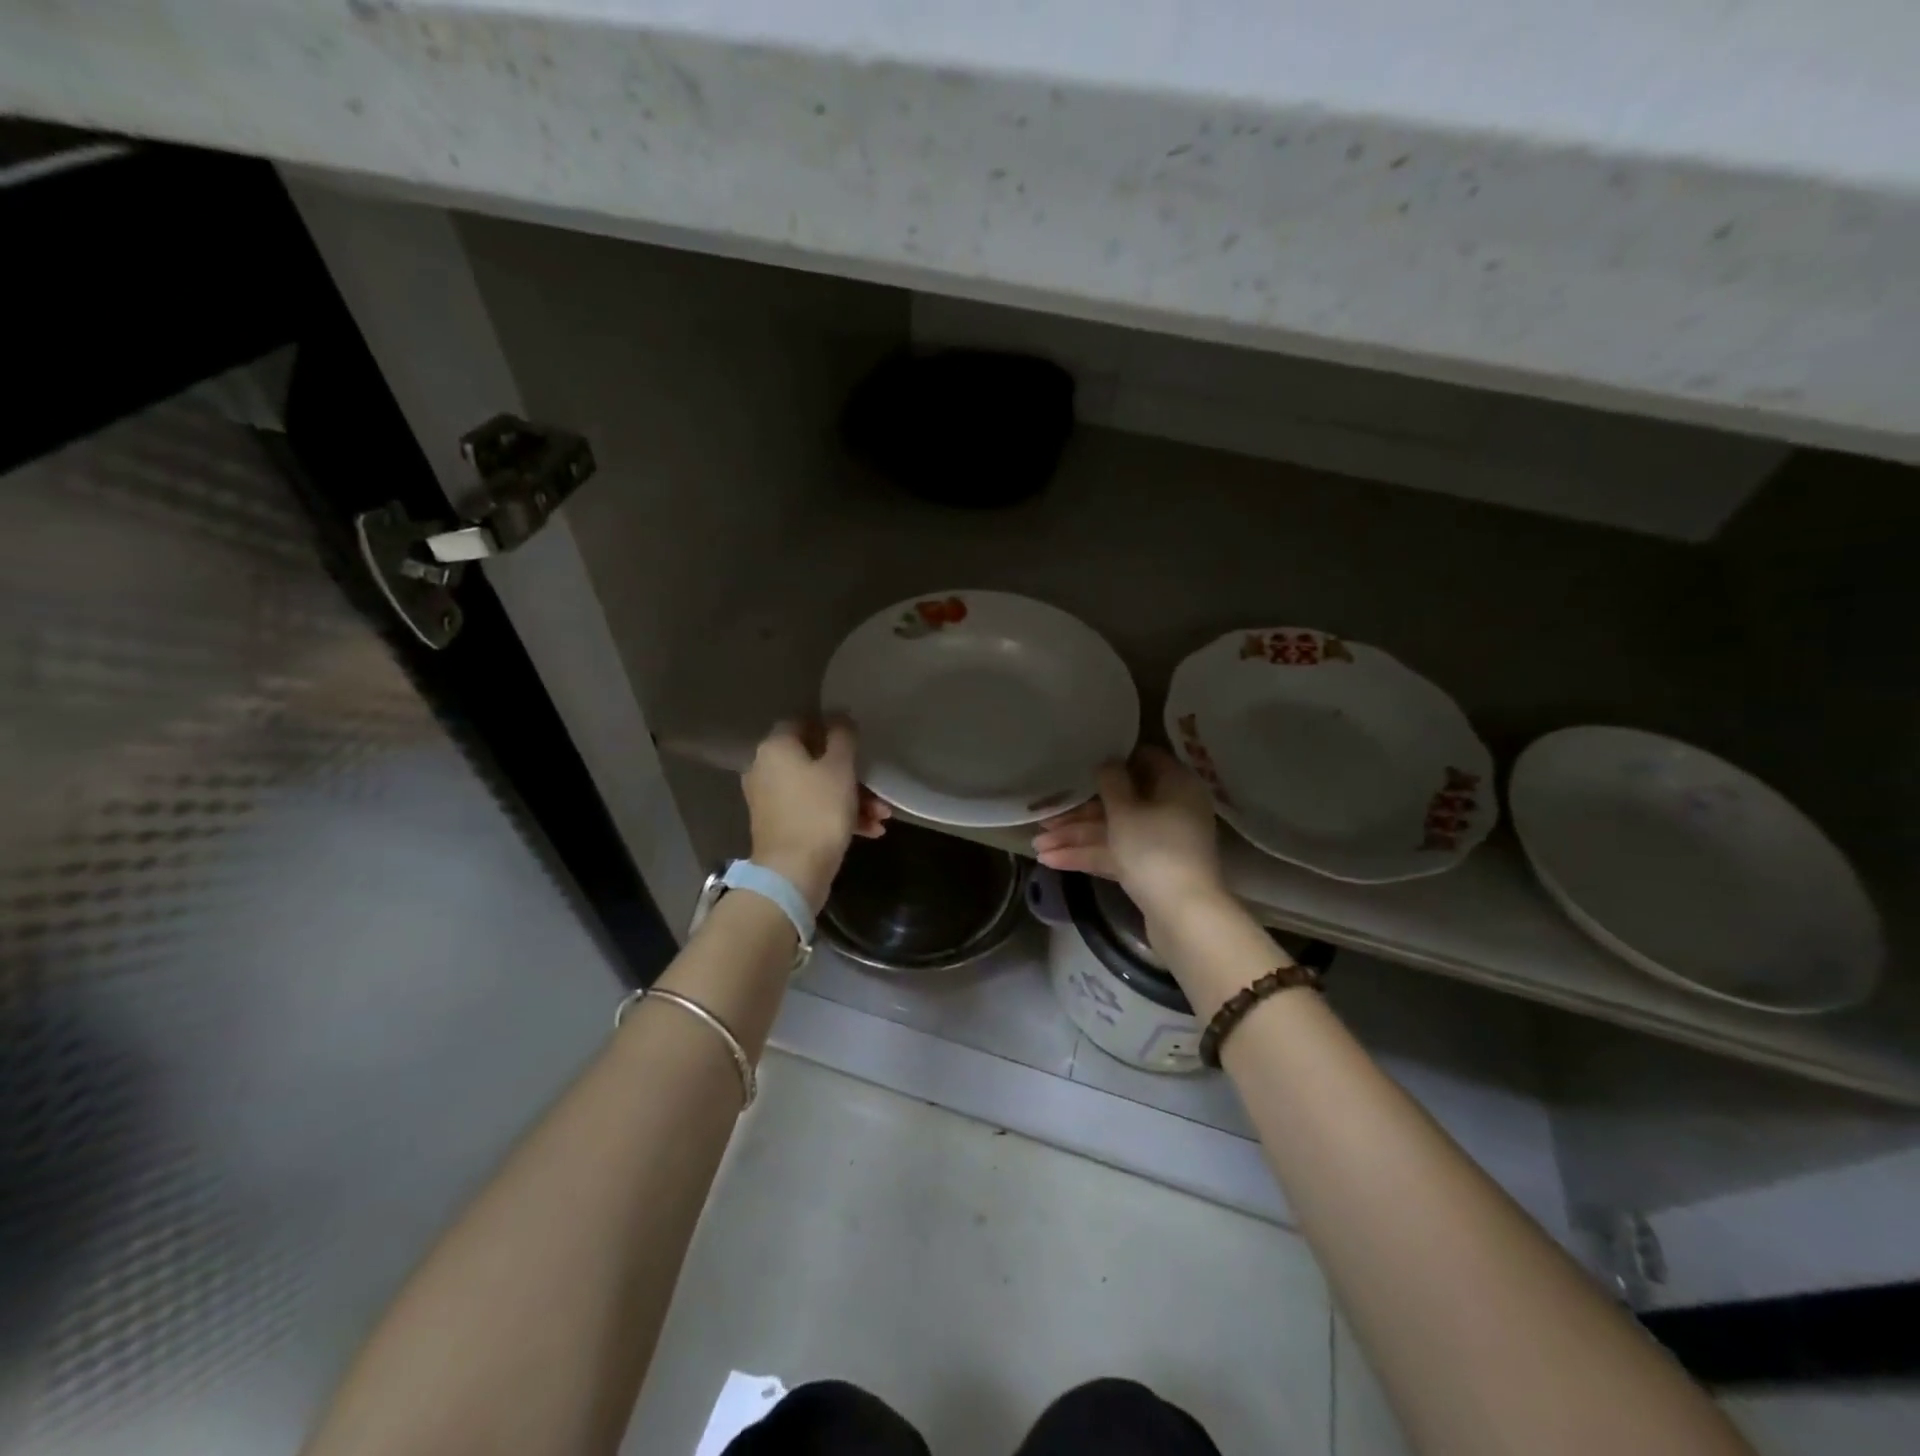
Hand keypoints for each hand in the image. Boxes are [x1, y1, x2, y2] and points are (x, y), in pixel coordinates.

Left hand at [743, 717, 889, 911]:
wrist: (793, 873)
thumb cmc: (819, 812)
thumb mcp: (840, 768)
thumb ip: (842, 737)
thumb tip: (840, 715)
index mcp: (775, 748)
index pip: (801, 722)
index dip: (829, 727)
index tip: (855, 740)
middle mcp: (765, 769)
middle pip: (813, 760)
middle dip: (851, 774)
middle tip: (877, 787)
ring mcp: (770, 801)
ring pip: (816, 789)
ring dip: (851, 799)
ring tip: (882, 817)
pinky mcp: (779, 826)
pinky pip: (811, 811)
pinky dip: (838, 817)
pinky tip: (871, 831)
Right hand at [1031, 747, 1225, 921]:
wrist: (1183, 915)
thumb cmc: (1154, 849)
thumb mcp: (1125, 810)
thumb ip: (1111, 781)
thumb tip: (1107, 761)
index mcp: (1175, 785)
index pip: (1142, 760)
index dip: (1111, 761)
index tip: (1080, 762)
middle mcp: (1170, 809)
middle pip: (1121, 801)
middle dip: (1079, 812)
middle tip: (1044, 817)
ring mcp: (1160, 841)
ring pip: (1114, 830)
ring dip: (1076, 836)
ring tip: (1036, 845)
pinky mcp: (1149, 869)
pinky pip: (1116, 853)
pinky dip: (1088, 855)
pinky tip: (1051, 860)